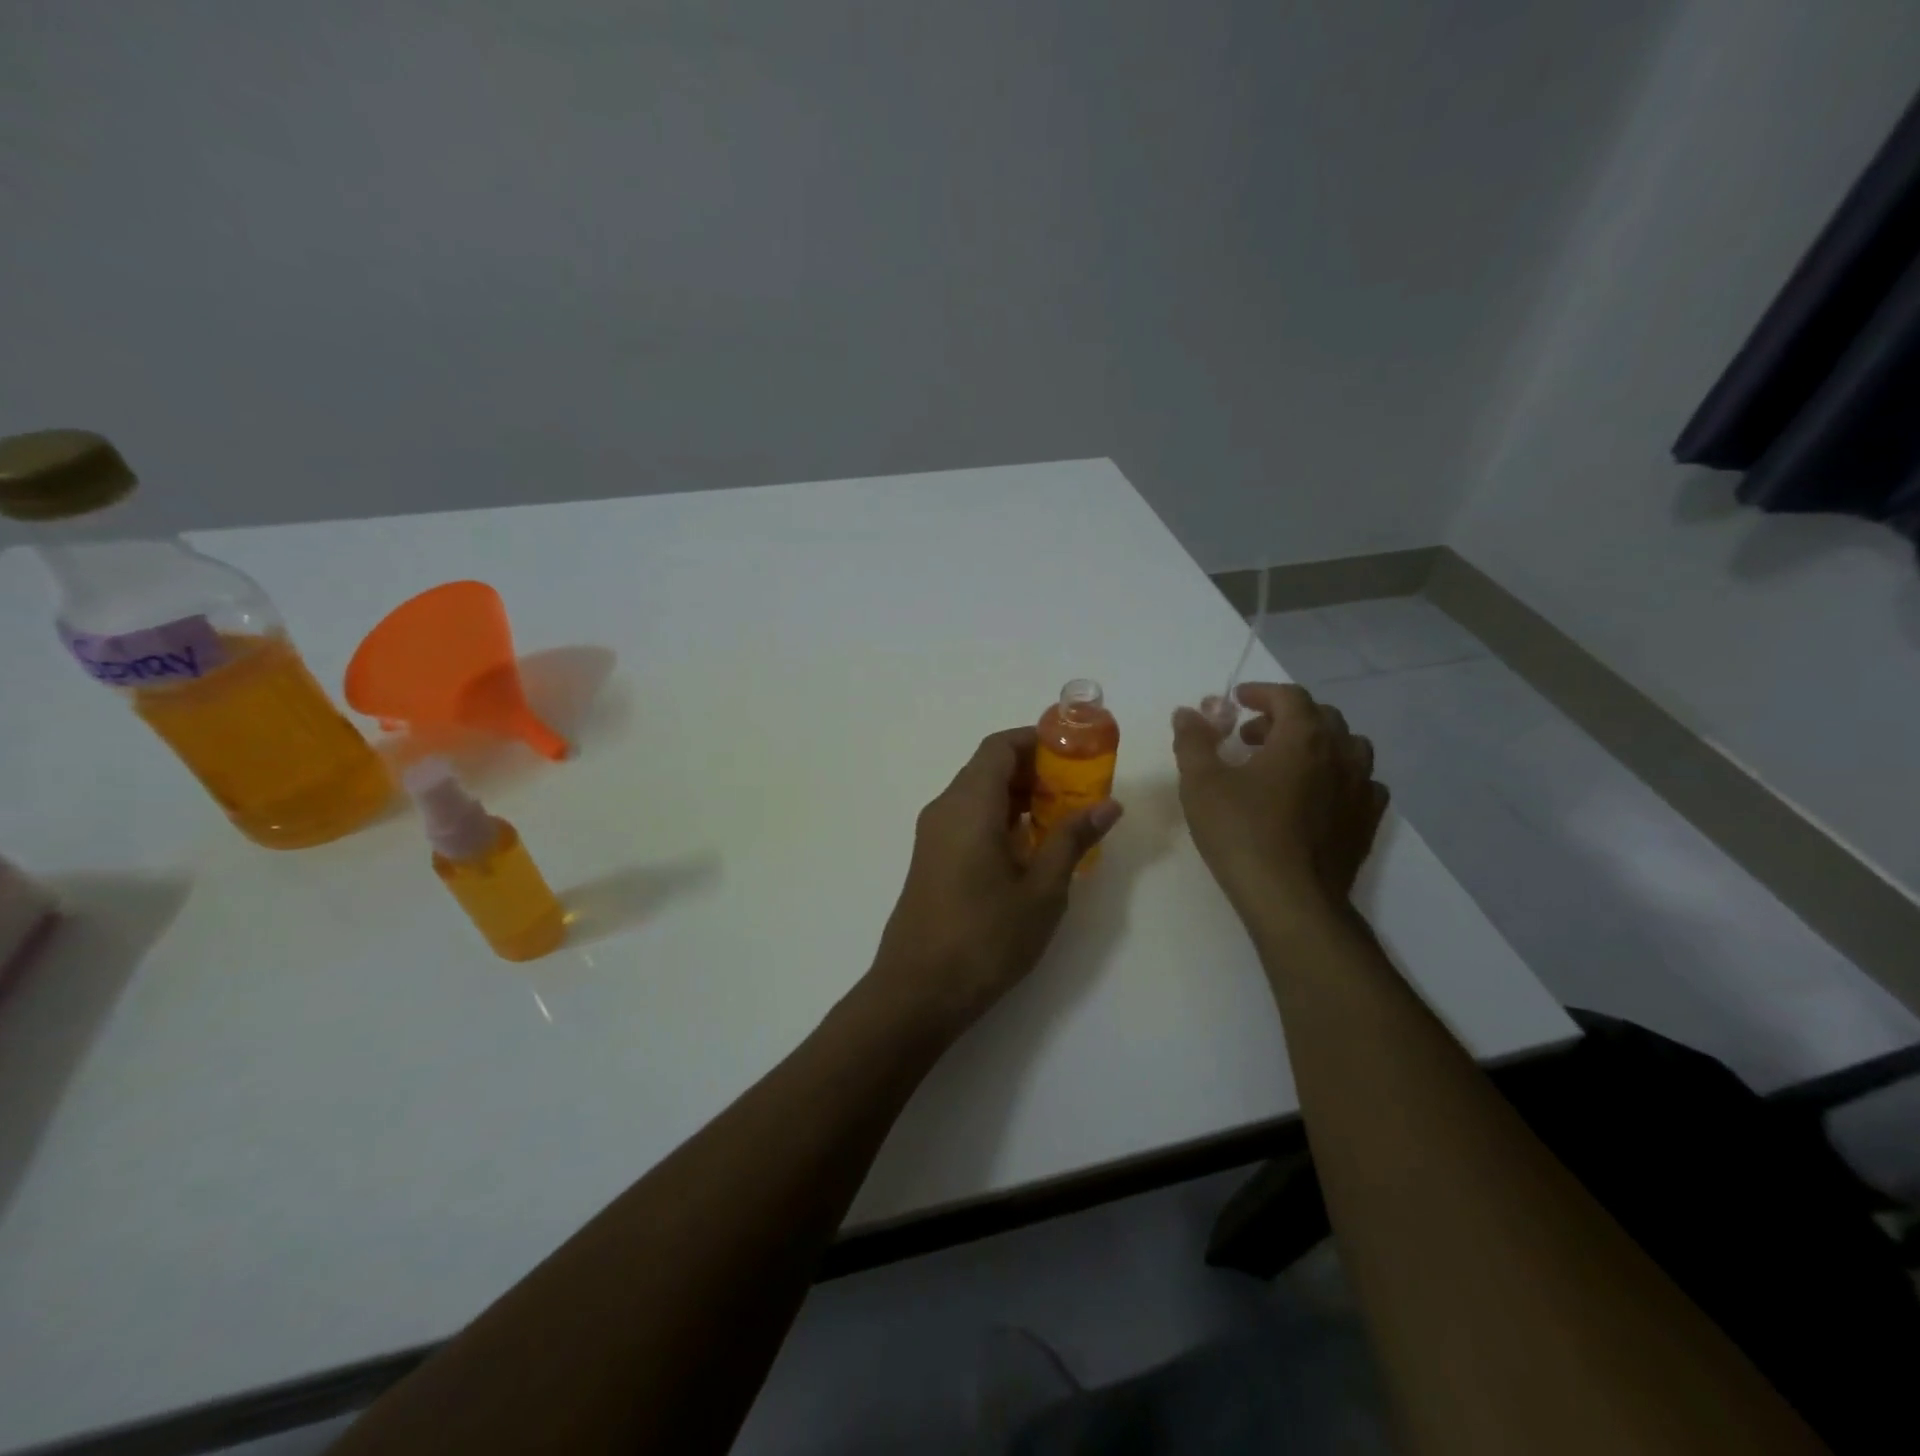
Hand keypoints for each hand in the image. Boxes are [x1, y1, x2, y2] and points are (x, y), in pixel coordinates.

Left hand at [868, 727, 1122, 1032]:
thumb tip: (1108, 805)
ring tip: (1063, 819)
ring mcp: (933, 835)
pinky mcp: (931, 859)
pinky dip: (1000, 819)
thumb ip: (1072, 839)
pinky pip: (968, 819)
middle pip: (989, 767)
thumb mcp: (1041, 890)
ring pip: (978, 795)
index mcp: (969, 804)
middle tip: (1079, 790)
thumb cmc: (985, 938)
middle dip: (1035, 770)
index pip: (1000, 746)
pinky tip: (1031, 849)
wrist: (918, 991)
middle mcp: (945, 808)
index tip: (1076, 753)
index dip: (1037, 741)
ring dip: (1018, 797)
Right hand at [1172, 683, 1387, 921]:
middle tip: (1250, 737)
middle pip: (1320, 717)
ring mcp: (1361, 788)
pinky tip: (1318, 797)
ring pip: (1348, 747)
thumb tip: (1188, 712)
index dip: (1261, 693)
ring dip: (1316, 745)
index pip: (1289, 696)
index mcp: (1303, 737)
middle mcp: (1341, 754)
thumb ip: (1193, 741)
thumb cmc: (1242, 833)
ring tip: (1285, 765)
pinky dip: (1339, 778)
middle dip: (1284, 718)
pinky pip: (1361, 784)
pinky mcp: (1367, 822)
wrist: (1291, 899)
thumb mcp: (1201, 783)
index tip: (1237, 702)